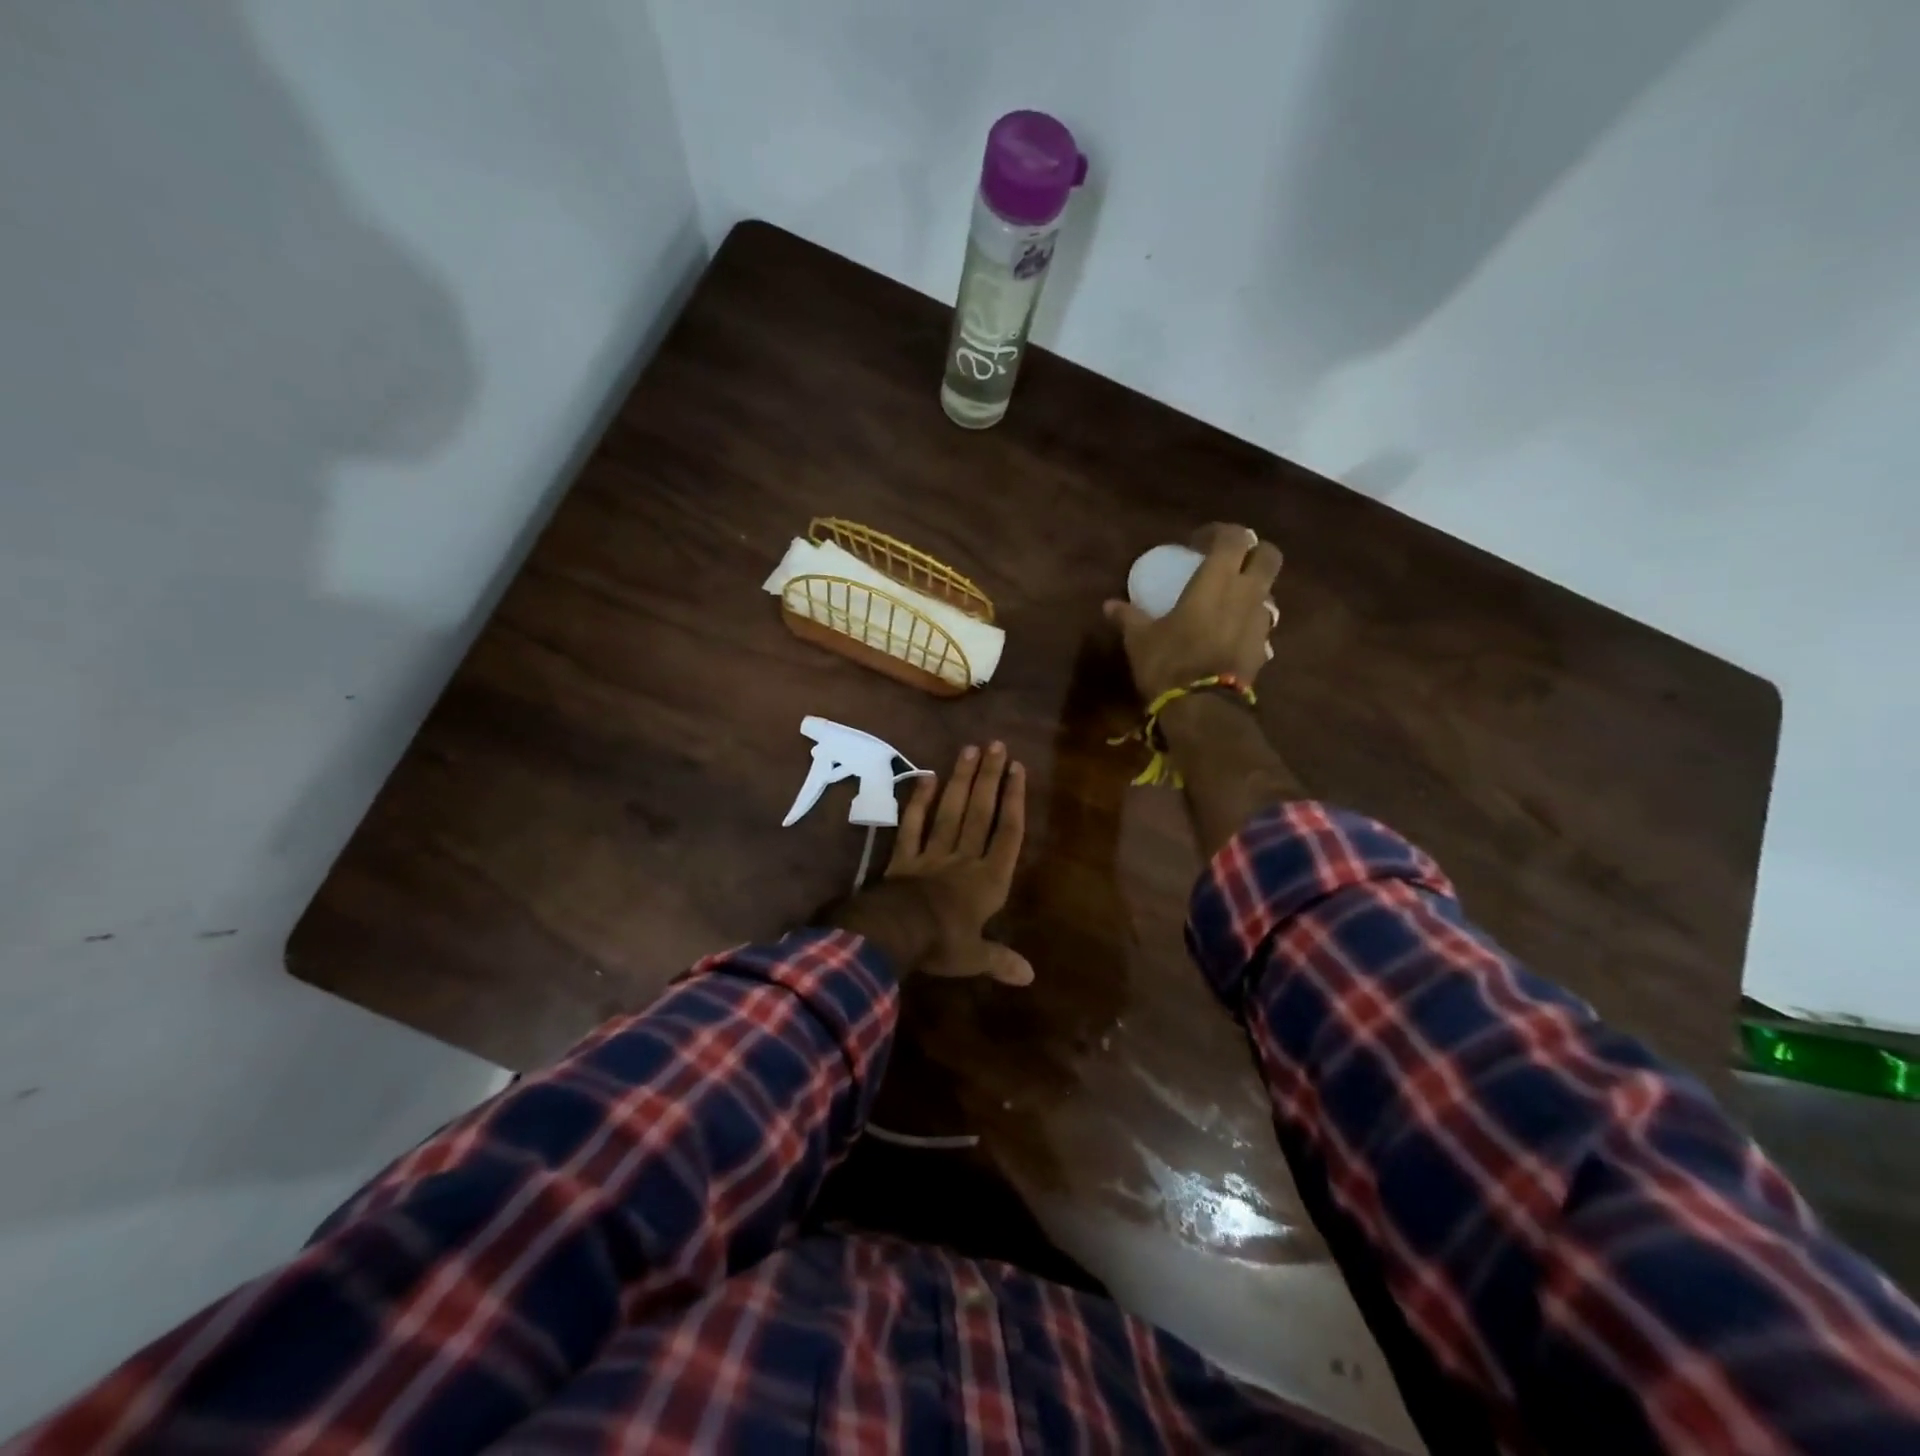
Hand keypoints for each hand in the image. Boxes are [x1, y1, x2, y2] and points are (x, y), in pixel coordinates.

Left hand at [885, 742, 1032, 985]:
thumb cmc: (943, 945)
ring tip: (968, 749)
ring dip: (960, 780)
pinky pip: (913, 826)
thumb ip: (1001, 960)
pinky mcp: (904, 858)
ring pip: (950, 811)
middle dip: (989, 778)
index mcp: (988, 881)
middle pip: (980, 812)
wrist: (897, 933)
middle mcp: (964, 859)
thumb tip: (1030, 977)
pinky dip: (919, 803)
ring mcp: (932, 854)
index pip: (1008, 833)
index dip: (1014, 800)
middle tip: (995, 745)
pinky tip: (926, 777)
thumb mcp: (975, 958)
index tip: (1017, 770)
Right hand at [1104, 524, 1283, 701]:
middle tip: (1226, 563)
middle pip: (1268, 555)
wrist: (1203, 708)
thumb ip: (1128, 617)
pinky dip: (1249, 620)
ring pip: (1269, 590)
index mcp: (1218, 580)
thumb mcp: (1140, 638)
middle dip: (1252, 553)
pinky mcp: (1265, 648)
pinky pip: (1262, 622)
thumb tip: (1109, 605)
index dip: (1219, 532)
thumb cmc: (1170, 662)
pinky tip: (1228, 633)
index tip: (1197, 543)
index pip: (1235, 536)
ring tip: (1226, 601)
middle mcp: (1248, 593)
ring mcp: (1261, 621)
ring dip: (1253, 588)